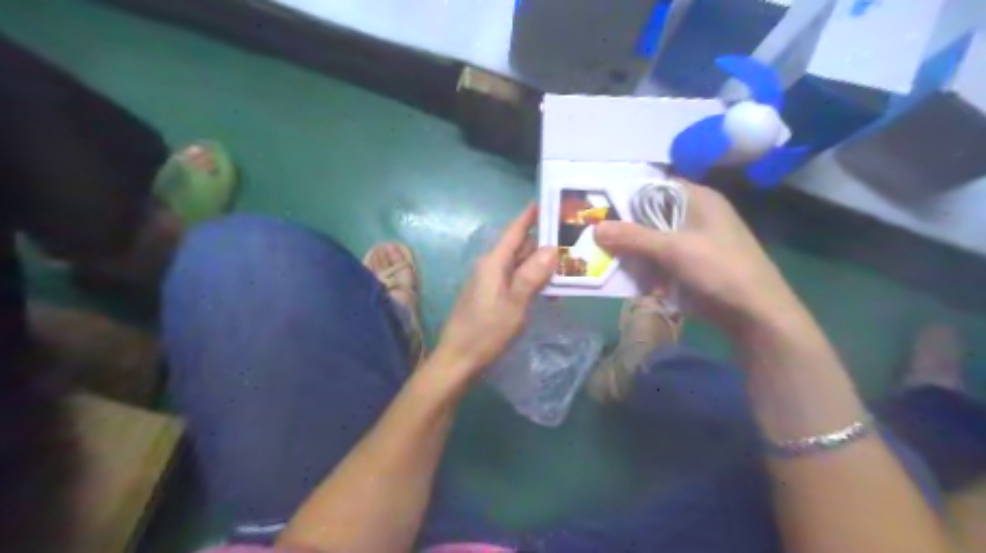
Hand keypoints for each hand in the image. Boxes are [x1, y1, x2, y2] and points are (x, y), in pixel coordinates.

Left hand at [435, 205, 557, 377]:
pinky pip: (517, 281)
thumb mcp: (514, 303)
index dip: (531, 215)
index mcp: (493, 262)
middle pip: (520, 248)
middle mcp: (491, 267)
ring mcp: (491, 283)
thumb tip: (552, 248)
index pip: (515, 231)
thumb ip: (532, 274)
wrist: (458, 360)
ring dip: (541, 266)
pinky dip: (533, 282)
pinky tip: (551, 291)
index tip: (549, 201)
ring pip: (520, 266)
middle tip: (574, 240)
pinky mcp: (493, 297)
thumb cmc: (486, 331)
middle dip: (545, 244)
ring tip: (569, 265)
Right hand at [593, 183, 808, 335]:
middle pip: (650, 215)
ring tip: (611, 262)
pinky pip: (660, 259)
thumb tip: (596, 227)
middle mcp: (695, 214)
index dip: (626, 196)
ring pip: (653, 240)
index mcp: (697, 198)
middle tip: (598, 239)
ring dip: (635, 252)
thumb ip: (632, 237)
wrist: (754, 312)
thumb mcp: (672, 249)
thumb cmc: (719, 268)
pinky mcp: (691, 263)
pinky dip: (647, 267)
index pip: (653, 187)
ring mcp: (694, 240)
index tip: (599, 209)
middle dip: (626, 229)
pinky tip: (634, 278)